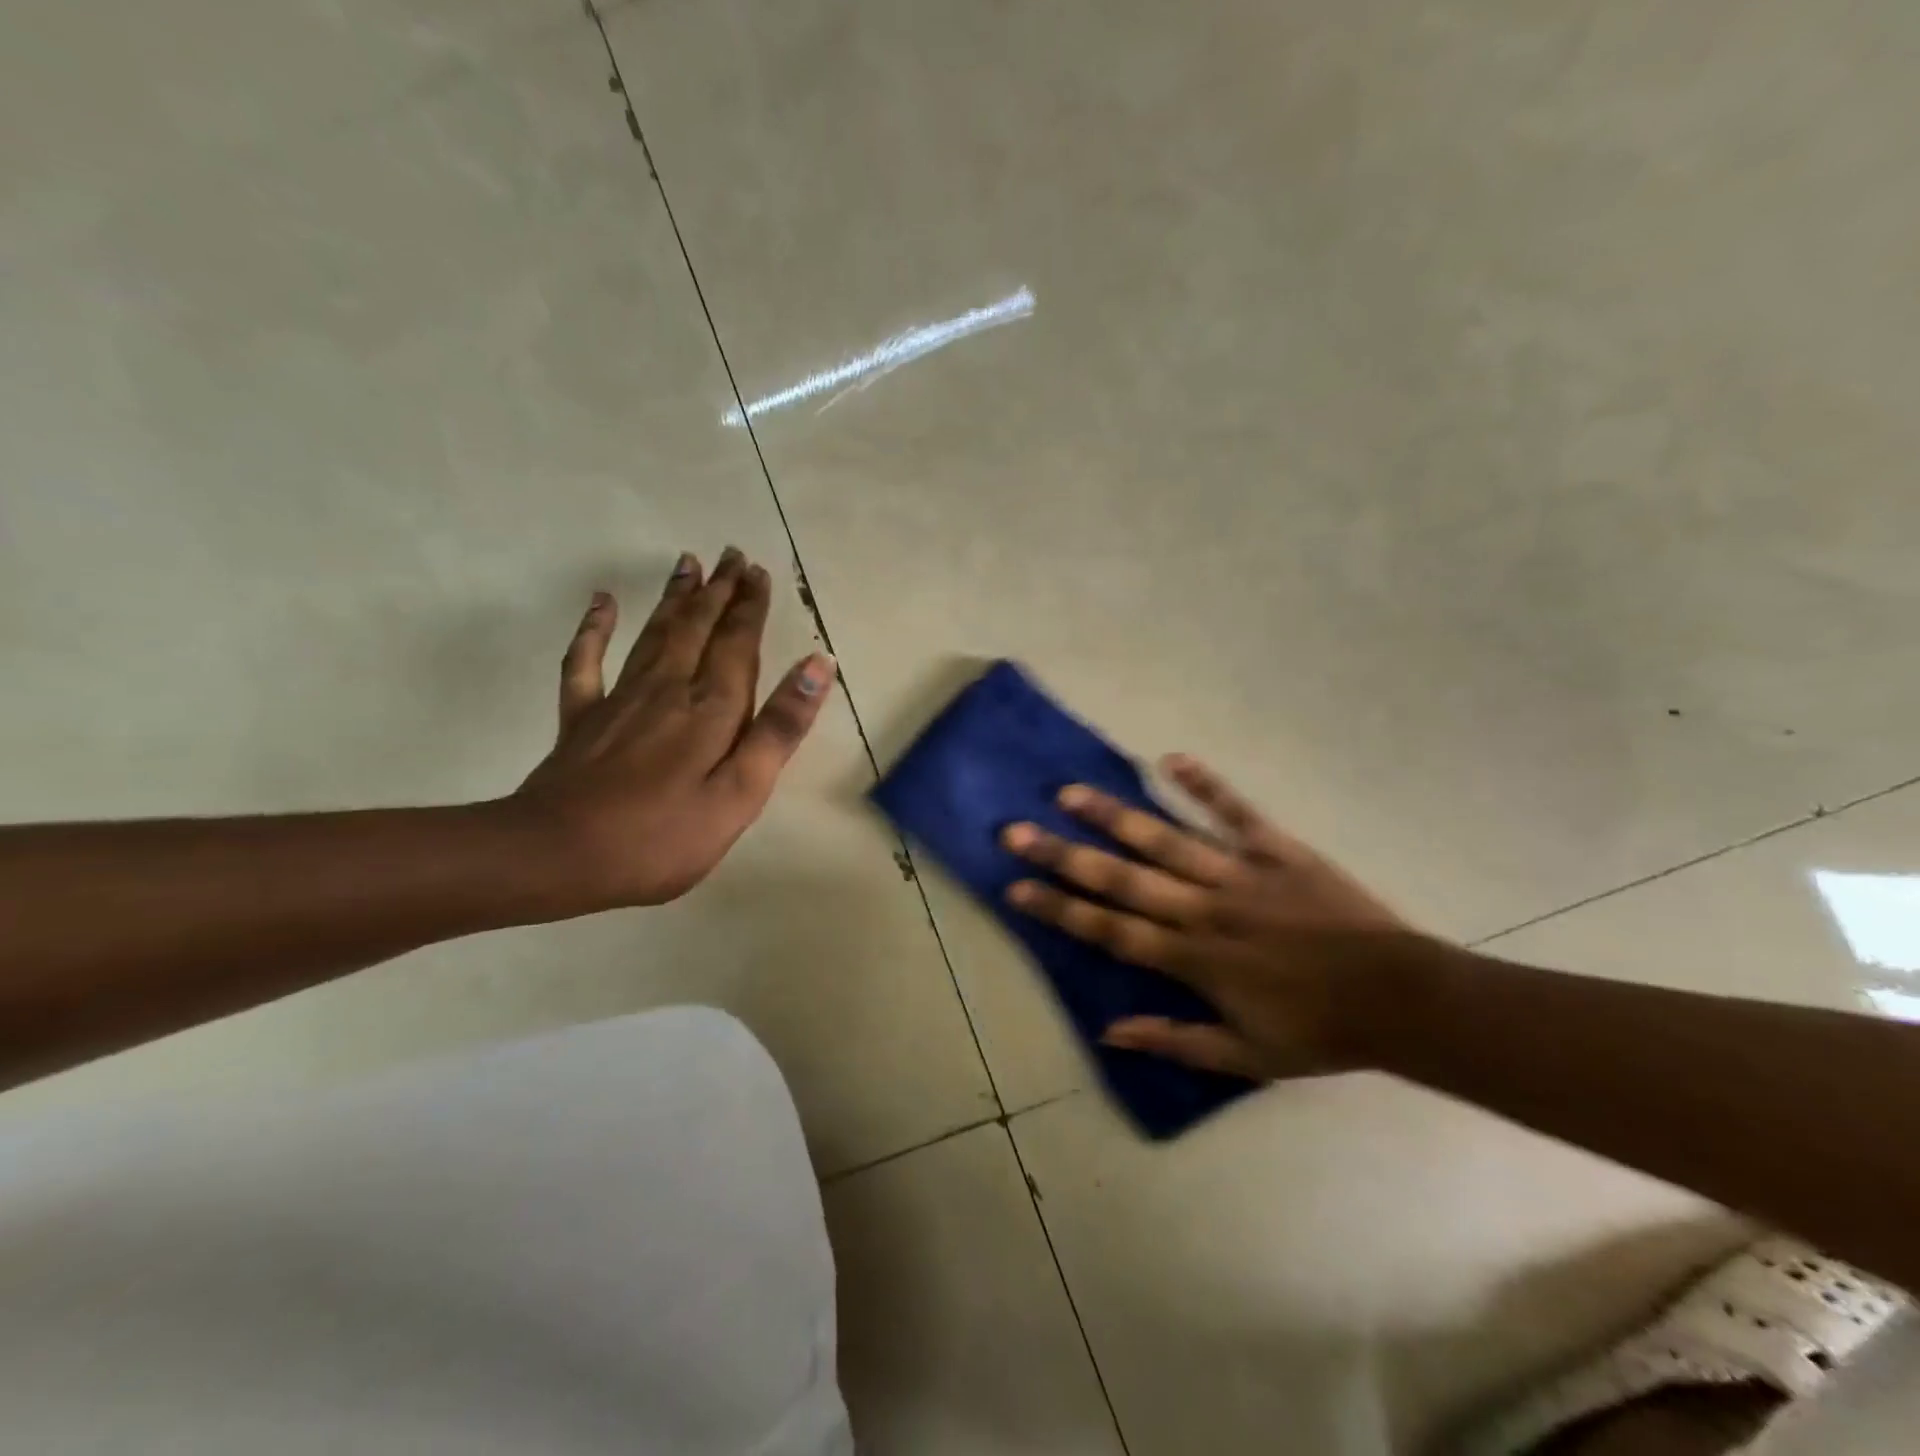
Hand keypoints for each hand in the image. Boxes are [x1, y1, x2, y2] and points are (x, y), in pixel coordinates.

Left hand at [513, 546, 835, 906]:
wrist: (558, 856)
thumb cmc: (663, 836)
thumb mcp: (740, 793)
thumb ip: (779, 729)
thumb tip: (818, 665)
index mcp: (712, 709)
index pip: (738, 644)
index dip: (750, 608)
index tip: (759, 572)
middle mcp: (669, 689)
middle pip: (698, 628)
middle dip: (718, 591)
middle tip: (732, 555)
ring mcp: (621, 699)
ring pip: (655, 633)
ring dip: (676, 598)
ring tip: (688, 563)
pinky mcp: (582, 717)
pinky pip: (586, 660)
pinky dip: (594, 628)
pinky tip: (602, 602)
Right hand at [1001, 755, 1426, 1079]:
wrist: (1399, 999)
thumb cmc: (1317, 1031)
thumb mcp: (1244, 1056)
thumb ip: (1174, 1040)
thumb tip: (1108, 1032)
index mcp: (1193, 958)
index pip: (1110, 930)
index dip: (1059, 909)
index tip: (1015, 889)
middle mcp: (1204, 909)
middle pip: (1121, 878)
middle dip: (1064, 855)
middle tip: (1017, 830)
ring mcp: (1239, 873)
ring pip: (1165, 839)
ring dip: (1114, 815)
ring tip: (1069, 792)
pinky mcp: (1276, 850)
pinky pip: (1236, 812)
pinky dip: (1205, 786)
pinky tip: (1172, 759)